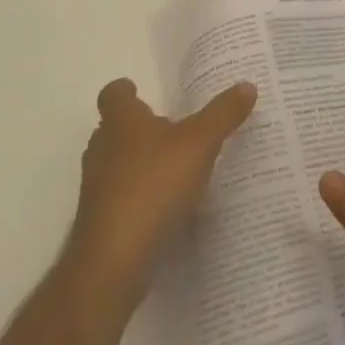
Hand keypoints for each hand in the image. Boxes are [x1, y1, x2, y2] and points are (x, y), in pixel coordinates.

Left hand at [69, 77, 257, 304]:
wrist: (114, 260)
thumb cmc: (154, 185)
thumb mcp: (199, 143)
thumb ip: (223, 114)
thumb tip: (247, 85)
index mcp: (121, 121)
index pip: (113, 93)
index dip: (127, 91)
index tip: (143, 92)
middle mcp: (102, 148)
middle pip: (115, 129)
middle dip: (139, 128)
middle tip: (173, 129)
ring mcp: (97, 187)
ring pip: (117, 164)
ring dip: (140, 164)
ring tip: (176, 168)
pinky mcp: (101, 222)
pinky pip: (121, 198)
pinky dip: (140, 197)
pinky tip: (167, 208)